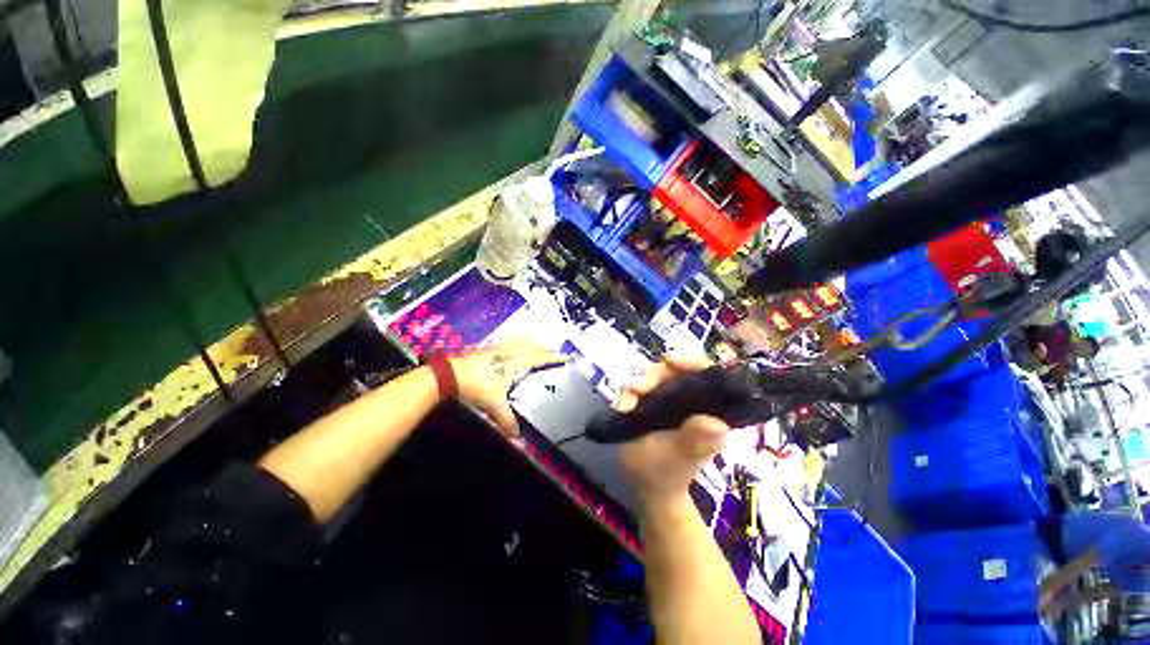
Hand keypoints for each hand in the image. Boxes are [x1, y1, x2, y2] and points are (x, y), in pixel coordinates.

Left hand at [449, 338, 565, 436]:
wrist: (451, 373)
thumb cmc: (477, 385)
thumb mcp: (493, 404)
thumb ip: (506, 420)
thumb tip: (516, 436)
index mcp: (517, 361)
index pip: (540, 357)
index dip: (554, 357)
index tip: (566, 357)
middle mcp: (510, 351)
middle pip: (532, 346)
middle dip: (545, 349)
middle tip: (554, 354)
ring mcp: (499, 347)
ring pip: (521, 341)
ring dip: (531, 343)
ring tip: (538, 345)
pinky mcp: (489, 347)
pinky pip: (509, 341)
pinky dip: (517, 342)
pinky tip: (513, 345)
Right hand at [615, 356, 729, 509]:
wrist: (646, 486)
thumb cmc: (668, 474)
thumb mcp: (681, 457)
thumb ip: (695, 440)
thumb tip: (718, 425)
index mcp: (706, 409)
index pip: (704, 372)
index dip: (691, 361)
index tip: (670, 361)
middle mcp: (689, 399)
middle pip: (673, 370)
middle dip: (654, 375)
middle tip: (636, 389)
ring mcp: (667, 400)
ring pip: (653, 377)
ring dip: (637, 384)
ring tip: (625, 403)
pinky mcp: (649, 403)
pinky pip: (637, 389)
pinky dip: (627, 395)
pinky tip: (621, 407)